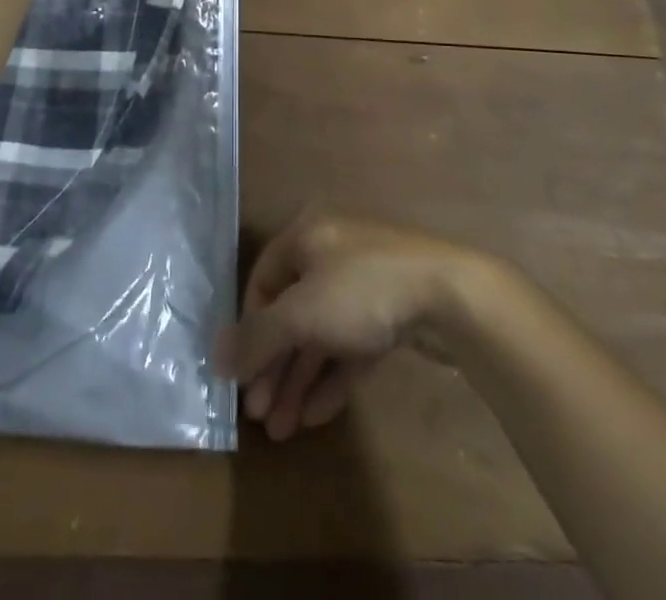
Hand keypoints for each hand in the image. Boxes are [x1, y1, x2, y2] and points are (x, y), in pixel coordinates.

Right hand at [215, 213, 502, 441]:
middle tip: (259, 415)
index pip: (263, 280)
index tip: (240, 376)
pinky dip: (332, 376)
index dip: (249, 328)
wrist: (449, 295)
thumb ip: (257, 337)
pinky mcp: (389, 311)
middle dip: (274, 366)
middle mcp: (331, 252)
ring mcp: (363, 283)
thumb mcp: (301, 313)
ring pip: (320, 333)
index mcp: (306, 235)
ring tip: (282, 429)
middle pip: (291, 312)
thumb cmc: (362, 290)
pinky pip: (350, 344)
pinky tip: (315, 416)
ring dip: (299, 379)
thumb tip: (215, 356)